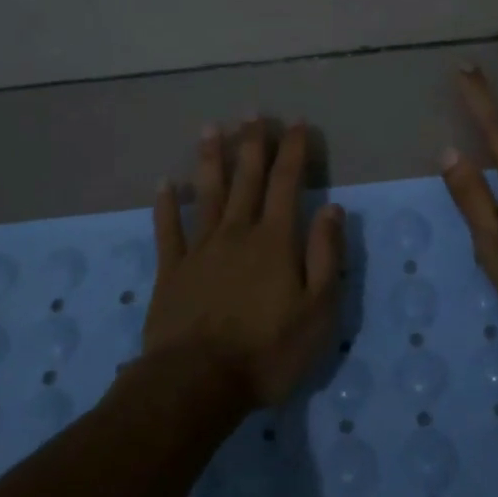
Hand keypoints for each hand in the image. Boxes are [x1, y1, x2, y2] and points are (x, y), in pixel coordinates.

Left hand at [144, 119, 345, 407]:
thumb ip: (326, 256)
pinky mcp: (171, 272)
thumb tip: (332, 209)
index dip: (294, 151)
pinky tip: (165, 183)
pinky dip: (167, 205)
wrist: (197, 384)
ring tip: (211, 128)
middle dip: (252, 144)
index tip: (297, 123)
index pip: (288, 184)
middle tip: (252, 112)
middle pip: (247, 179)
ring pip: (206, 194)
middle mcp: (237, 234)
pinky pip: (168, 230)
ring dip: (210, 160)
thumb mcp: (319, 311)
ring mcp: (200, 250)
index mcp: (275, 241)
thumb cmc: (268, 351)